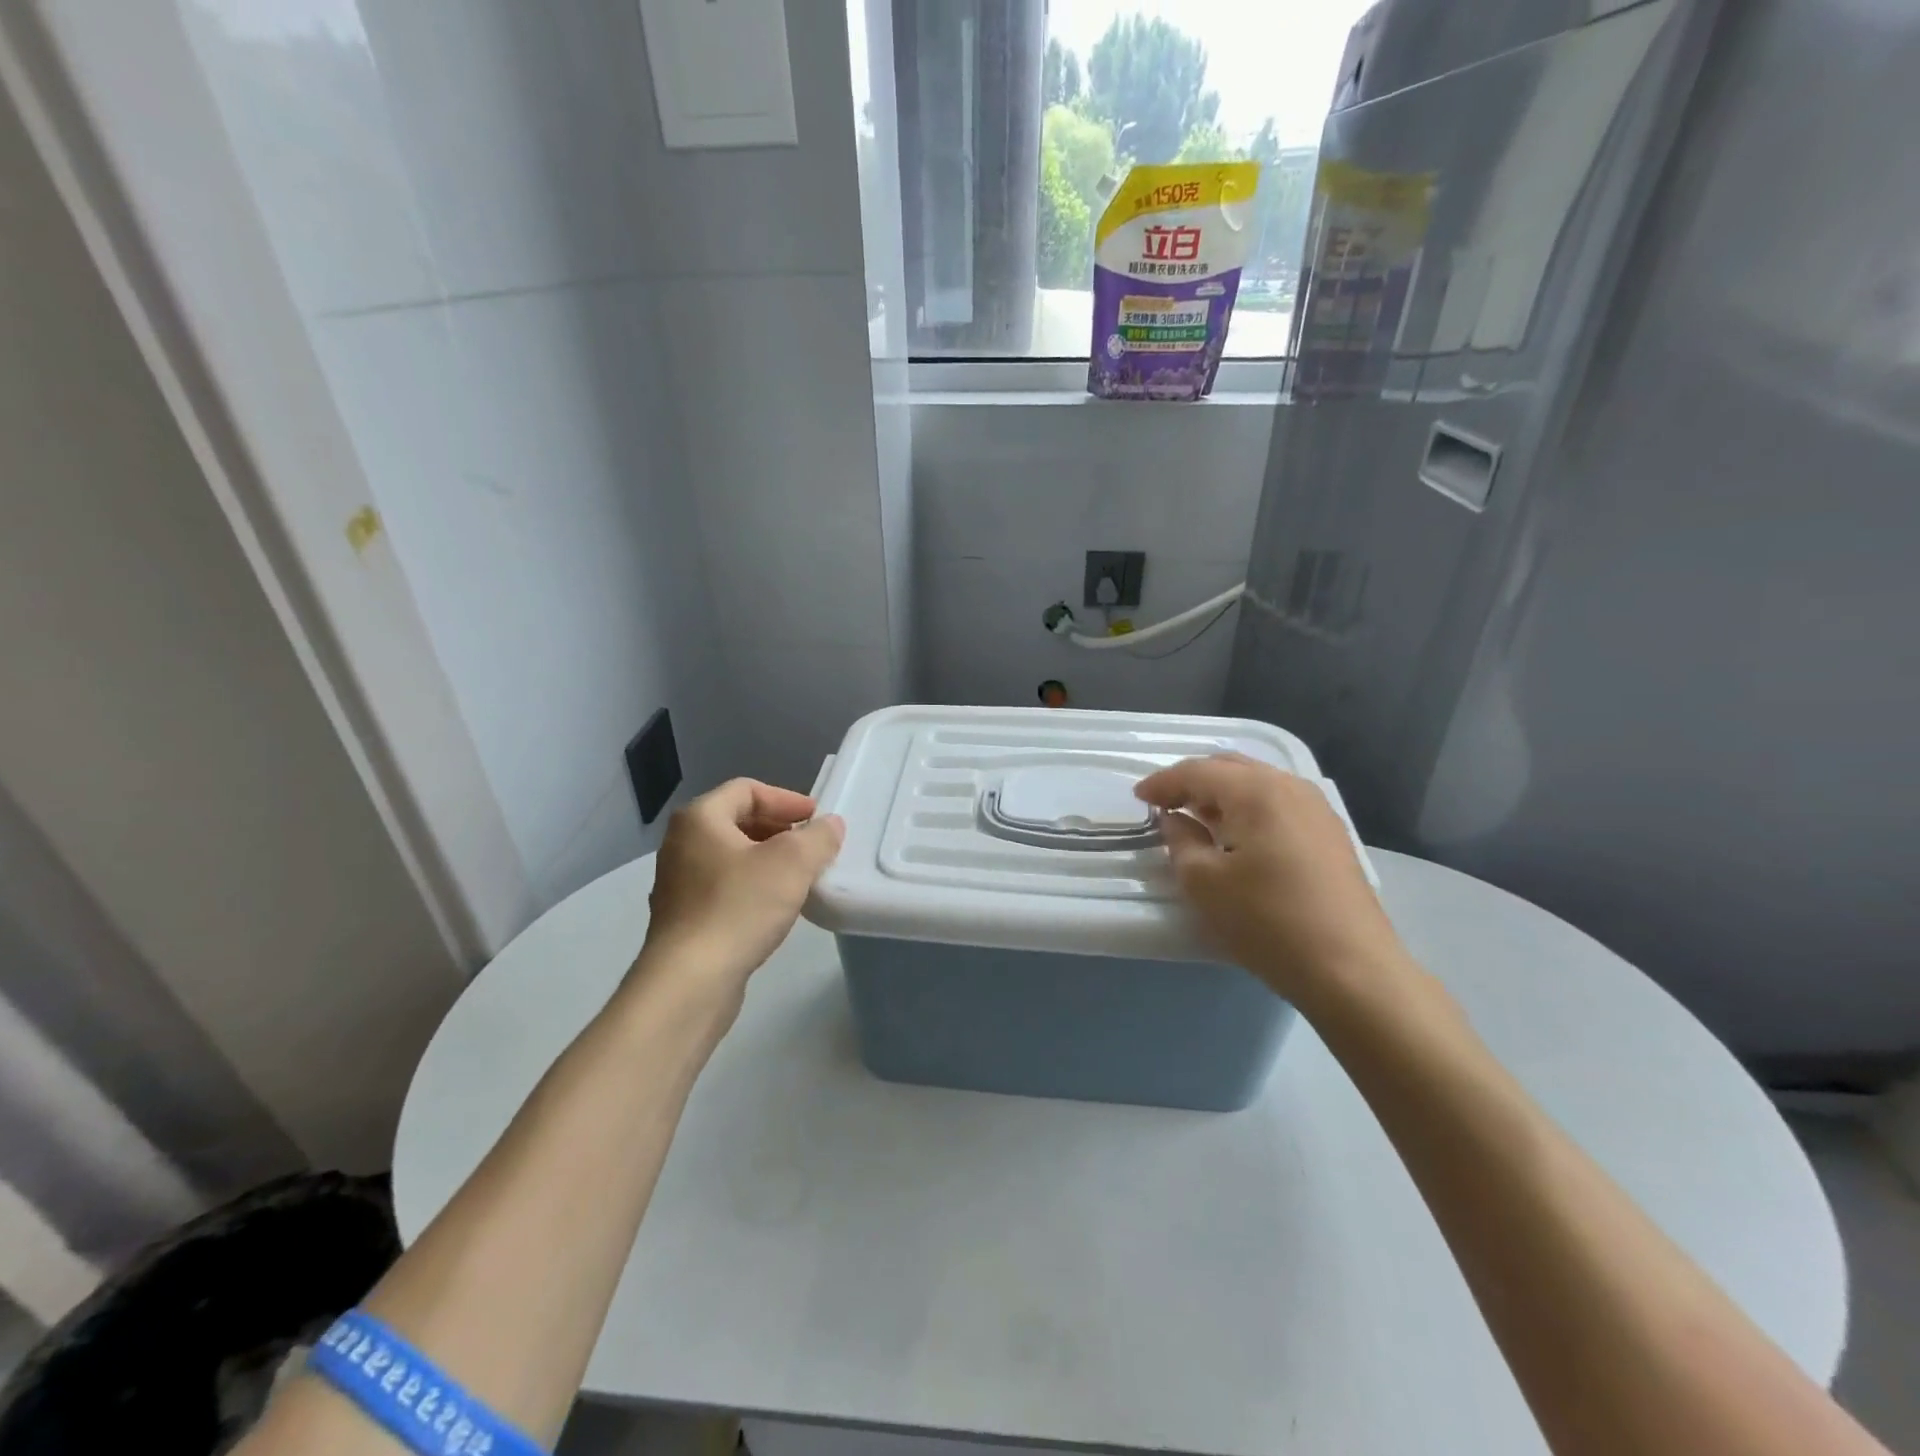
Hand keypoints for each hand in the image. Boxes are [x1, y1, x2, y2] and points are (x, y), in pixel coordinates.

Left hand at [638, 779, 843, 996]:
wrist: (690, 981)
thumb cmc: (739, 908)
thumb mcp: (793, 863)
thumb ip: (818, 837)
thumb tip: (830, 825)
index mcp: (700, 819)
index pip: (747, 790)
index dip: (786, 799)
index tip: (817, 819)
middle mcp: (681, 844)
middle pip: (738, 821)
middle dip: (780, 830)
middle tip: (812, 846)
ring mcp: (678, 884)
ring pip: (732, 857)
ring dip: (768, 860)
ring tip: (801, 877)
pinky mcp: (684, 919)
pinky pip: (724, 888)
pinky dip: (753, 887)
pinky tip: (776, 908)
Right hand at [1135, 755, 1406, 1010]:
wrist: (1351, 969)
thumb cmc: (1267, 921)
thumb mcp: (1204, 883)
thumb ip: (1181, 841)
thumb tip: (1175, 819)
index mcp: (1256, 791)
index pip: (1198, 771)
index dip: (1163, 782)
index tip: (1138, 798)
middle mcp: (1289, 787)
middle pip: (1230, 768)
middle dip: (1193, 781)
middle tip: (1164, 804)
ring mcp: (1316, 809)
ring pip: (1257, 783)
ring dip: (1221, 794)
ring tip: (1197, 818)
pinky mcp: (1330, 834)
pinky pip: (1277, 803)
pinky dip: (1248, 808)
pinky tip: (1237, 835)